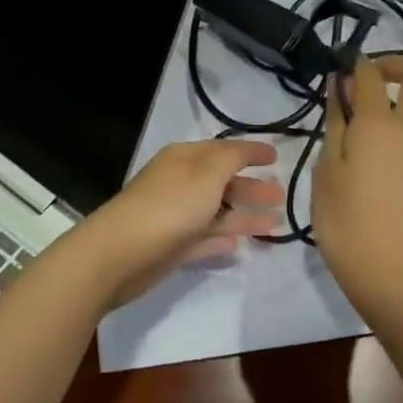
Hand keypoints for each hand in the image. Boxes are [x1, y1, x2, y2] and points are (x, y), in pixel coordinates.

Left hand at [79, 140, 285, 305]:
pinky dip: (222, 238)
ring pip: (217, 212)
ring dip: (244, 216)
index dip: (250, 152)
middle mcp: (181, 183)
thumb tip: (248, 150)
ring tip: (275, 223)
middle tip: (281, 196)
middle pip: (222, 182)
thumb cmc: (170, 205)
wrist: (121, 253)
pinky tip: (240, 244)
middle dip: (251, 187)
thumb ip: (232, 158)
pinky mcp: (173, 247)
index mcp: (185, 159)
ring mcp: (176, 216)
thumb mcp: (208, 172)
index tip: (277, 158)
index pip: (224, 150)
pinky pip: (204, 237)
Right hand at [312, 55, 402, 321]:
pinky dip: (399, 139)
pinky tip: (376, 172)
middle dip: (395, 65)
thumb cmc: (344, 219)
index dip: (355, 63)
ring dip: (394, 108)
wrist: (391, 273)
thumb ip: (336, 122)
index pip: (370, 74)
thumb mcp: (326, 169)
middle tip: (365, 83)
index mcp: (379, 124)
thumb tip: (341, 87)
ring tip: (360, 141)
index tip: (340, 69)